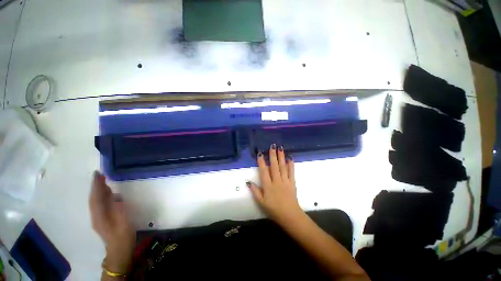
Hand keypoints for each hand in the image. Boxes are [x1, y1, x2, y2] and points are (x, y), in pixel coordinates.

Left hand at [89, 171, 135, 273]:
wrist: (119, 250)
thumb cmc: (123, 236)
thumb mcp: (123, 223)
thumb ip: (119, 209)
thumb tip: (115, 196)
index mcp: (100, 217)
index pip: (96, 198)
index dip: (96, 186)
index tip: (98, 174)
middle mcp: (96, 216)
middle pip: (94, 199)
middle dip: (96, 186)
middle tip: (100, 174)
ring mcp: (99, 218)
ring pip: (96, 201)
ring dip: (98, 190)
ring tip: (103, 181)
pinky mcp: (103, 219)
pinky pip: (100, 204)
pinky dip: (102, 196)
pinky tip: (107, 193)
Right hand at [247, 145, 303, 226]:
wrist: (289, 215)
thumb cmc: (273, 209)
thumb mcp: (261, 202)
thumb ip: (255, 191)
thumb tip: (248, 182)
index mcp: (268, 186)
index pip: (263, 171)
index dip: (261, 162)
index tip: (260, 153)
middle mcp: (276, 181)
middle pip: (274, 166)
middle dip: (273, 155)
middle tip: (272, 146)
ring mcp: (285, 181)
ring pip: (283, 167)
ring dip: (281, 157)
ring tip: (281, 149)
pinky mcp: (292, 183)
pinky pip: (291, 172)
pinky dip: (291, 165)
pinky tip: (290, 158)